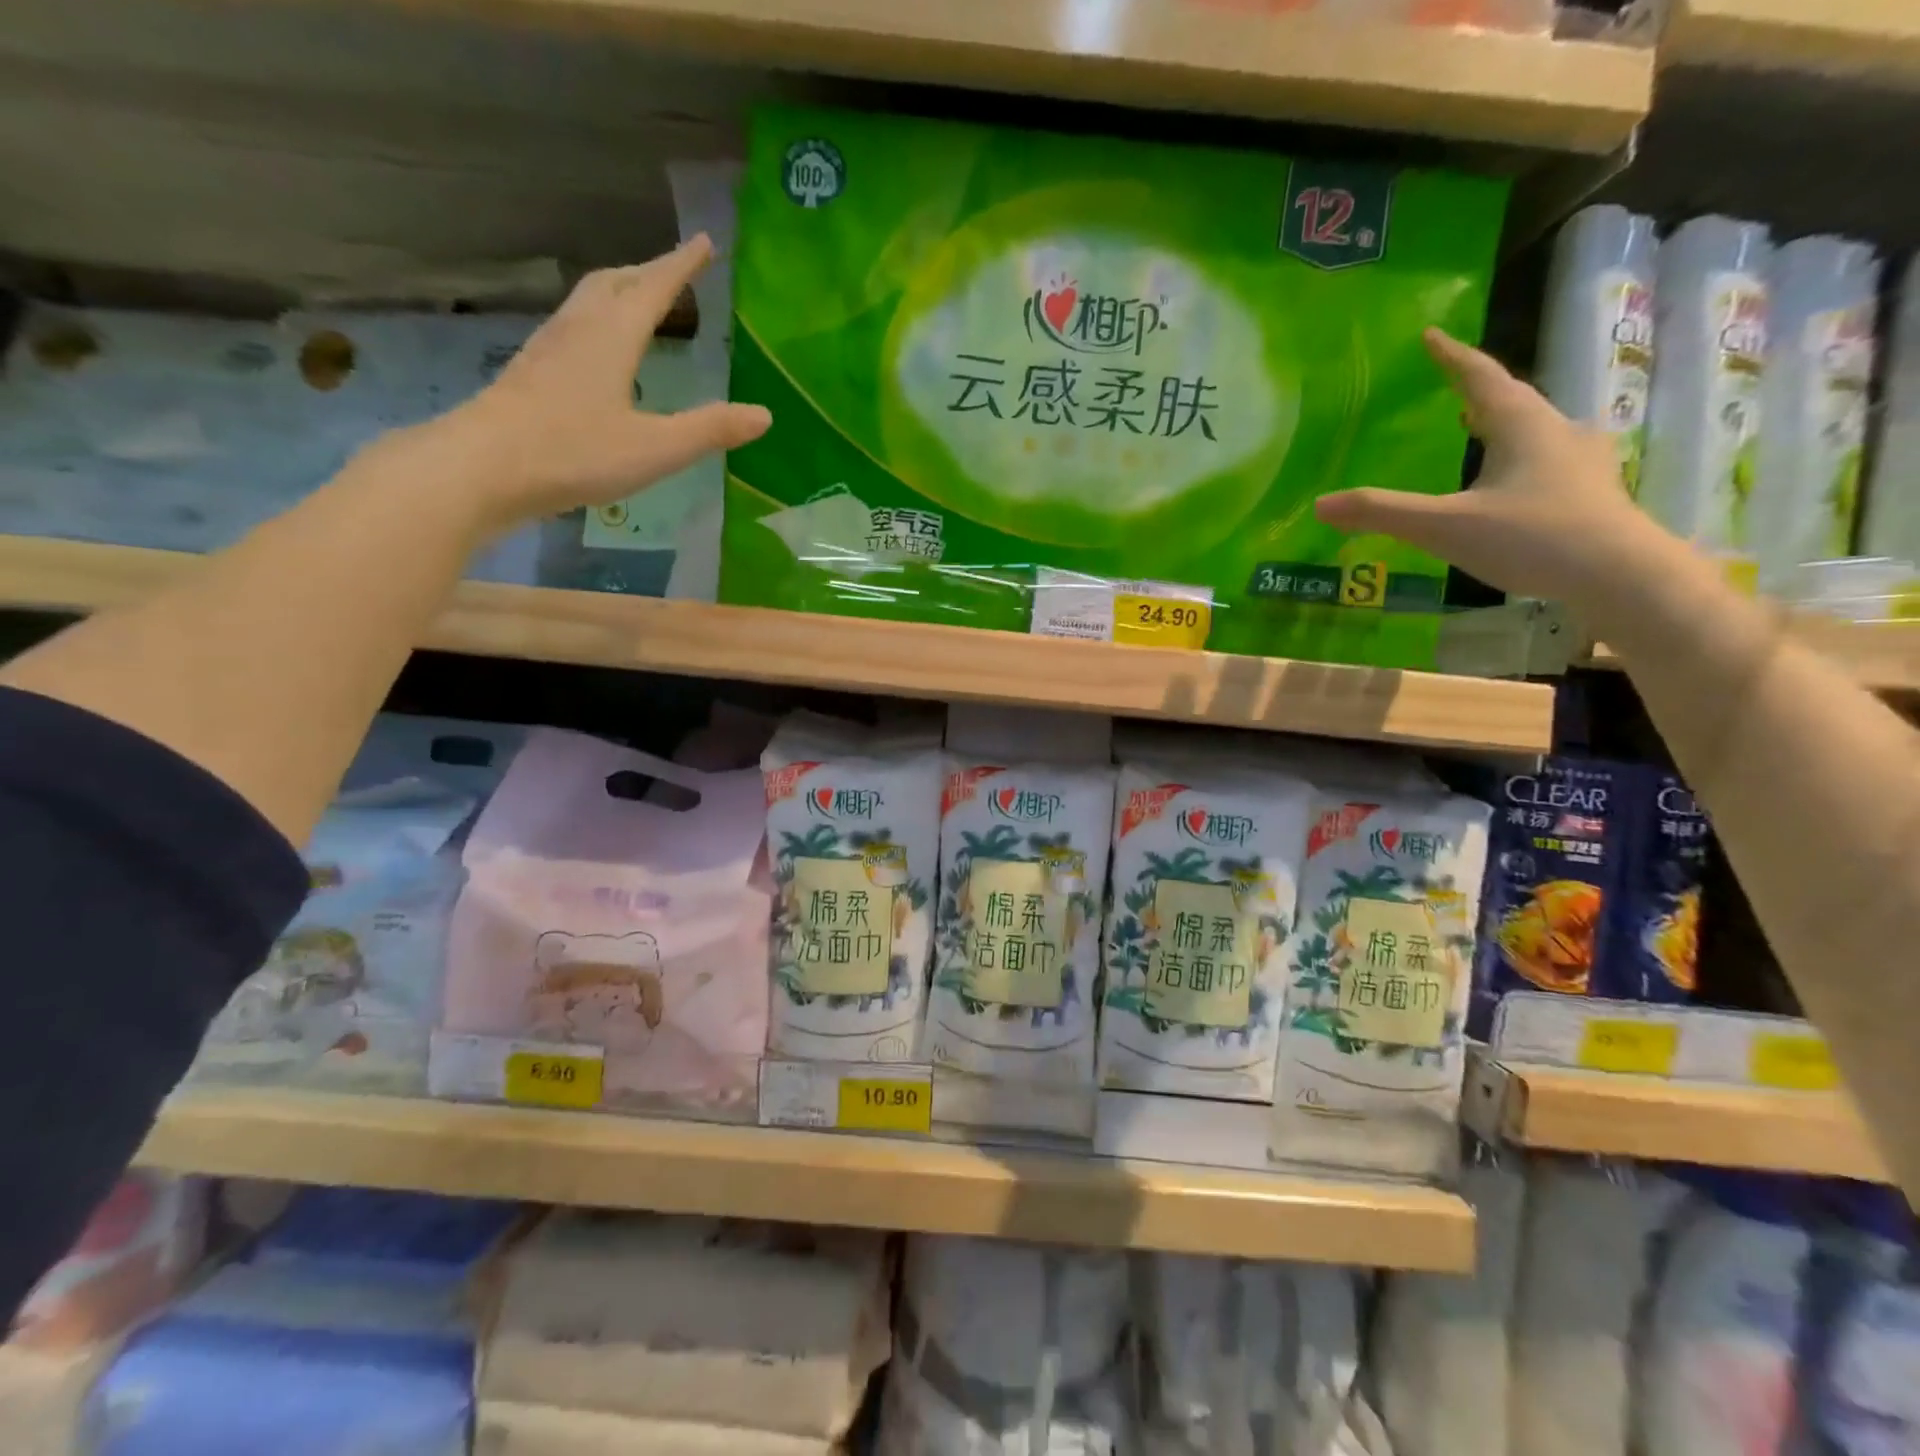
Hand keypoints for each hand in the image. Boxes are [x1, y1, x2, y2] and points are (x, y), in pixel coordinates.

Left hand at [381, 237, 771, 535]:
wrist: (483, 468)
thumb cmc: (574, 453)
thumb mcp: (656, 448)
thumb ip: (710, 430)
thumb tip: (765, 415)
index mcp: (612, 336)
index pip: (654, 288)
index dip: (681, 265)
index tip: (703, 242)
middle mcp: (578, 330)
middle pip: (614, 282)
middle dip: (647, 272)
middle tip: (674, 271)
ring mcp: (548, 349)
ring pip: (587, 301)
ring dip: (618, 291)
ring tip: (639, 301)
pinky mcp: (530, 373)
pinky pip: (571, 328)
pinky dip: (596, 322)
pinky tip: (598, 351)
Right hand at [1315, 329, 1663, 610]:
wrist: (1621, 576)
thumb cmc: (1532, 538)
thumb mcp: (1444, 526)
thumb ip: (1382, 513)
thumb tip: (1320, 505)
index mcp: (1522, 426)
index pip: (1482, 378)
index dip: (1453, 357)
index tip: (1431, 336)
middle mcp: (1557, 432)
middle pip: (1513, 401)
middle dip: (1479, 393)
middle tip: (1451, 391)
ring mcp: (1581, 463)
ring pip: (1535, 431)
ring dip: (1503, 426)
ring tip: (1477, 432)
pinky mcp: (1591, 494)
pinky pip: (1547, 462)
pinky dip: (1520, 459)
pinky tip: (1512, 483)